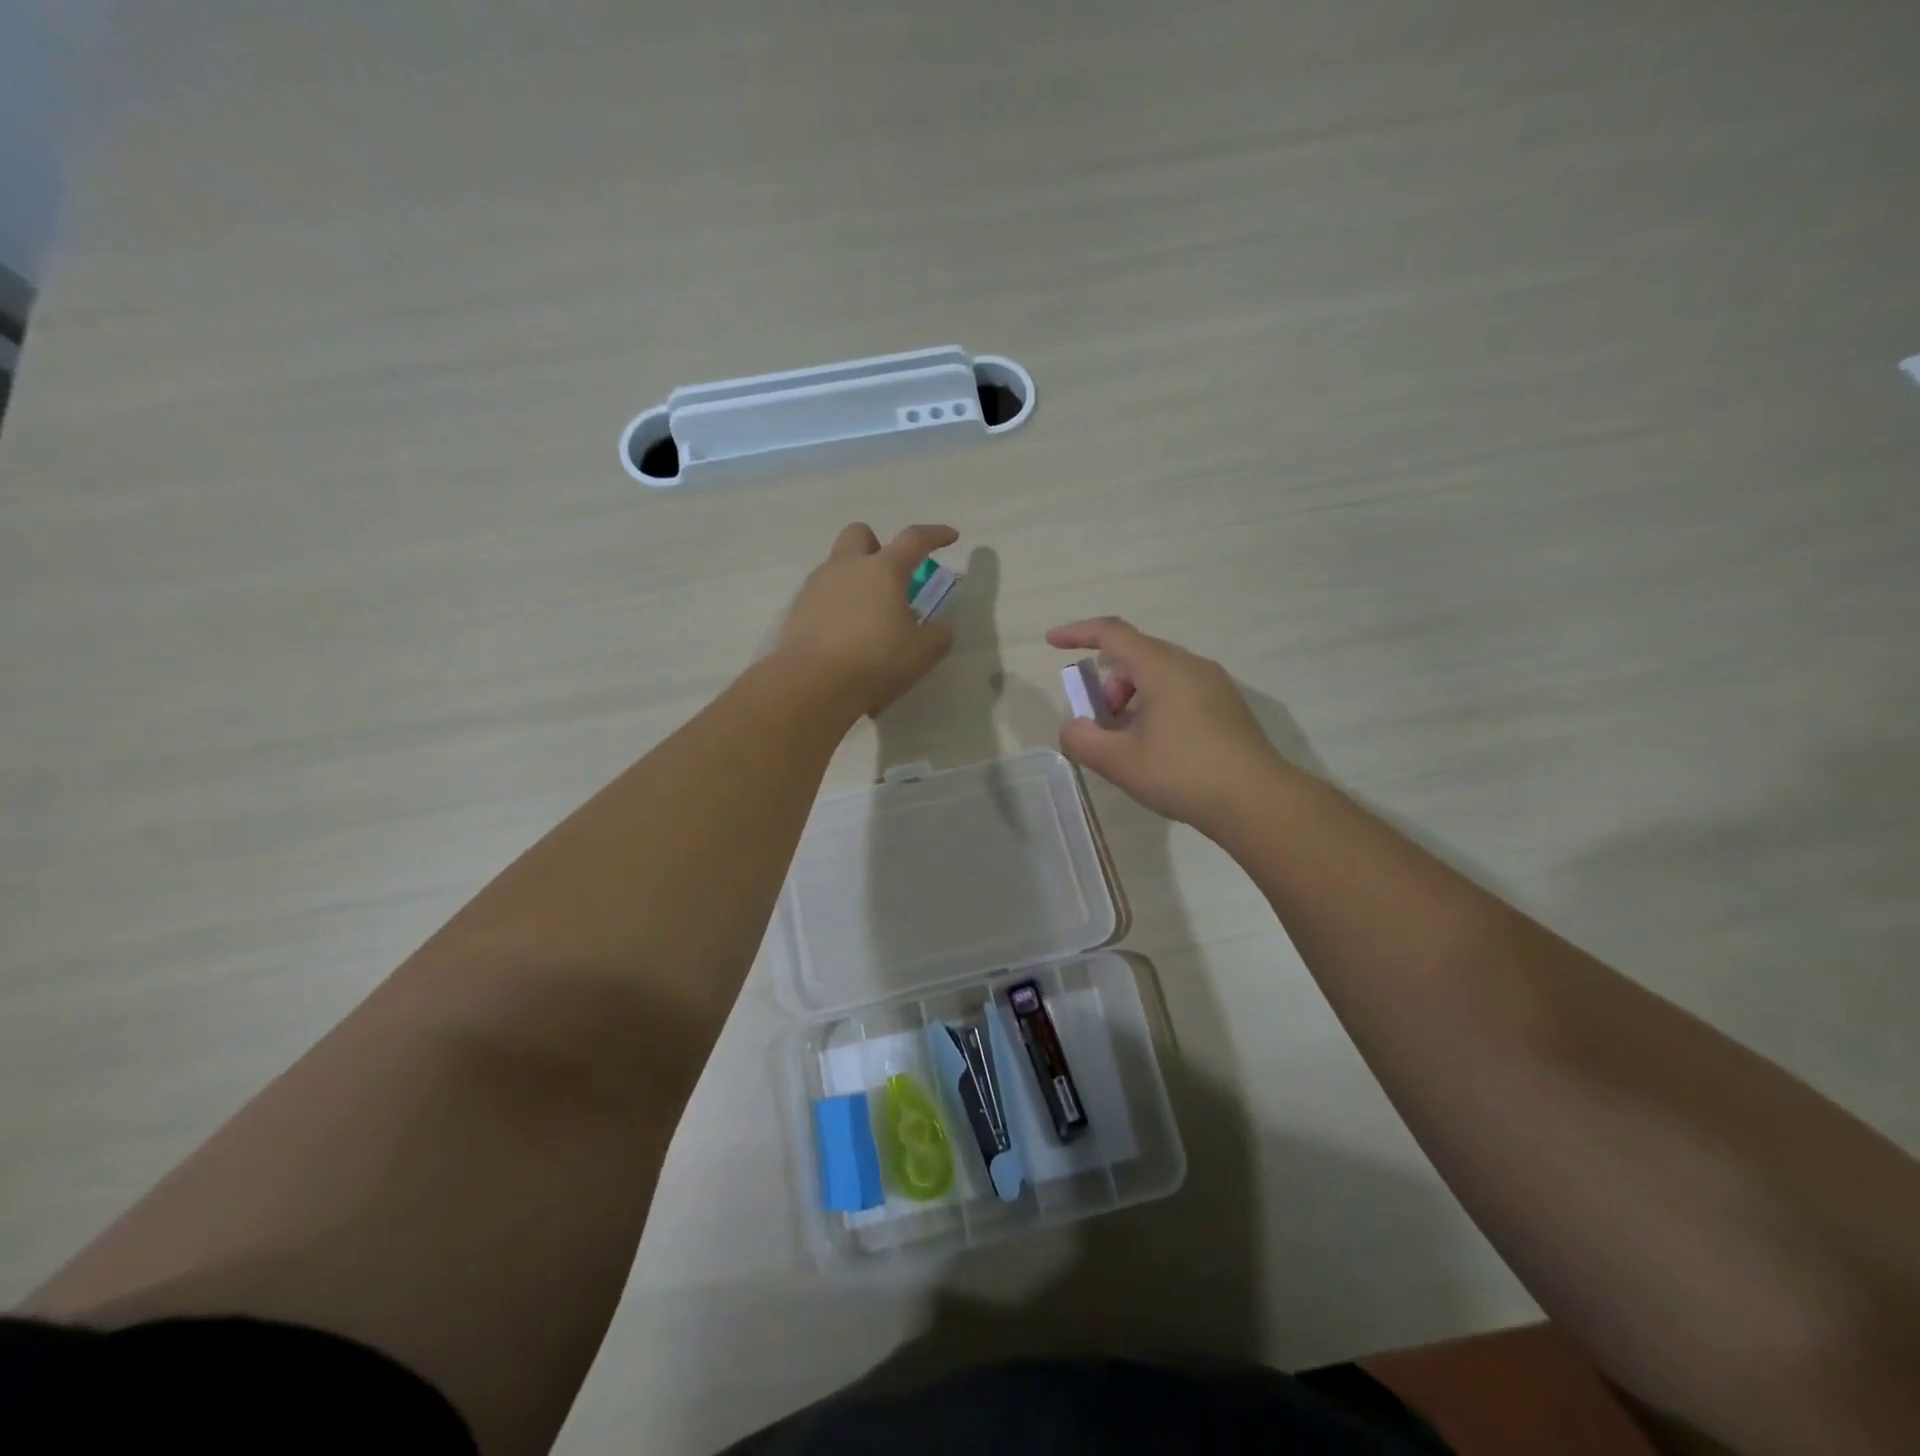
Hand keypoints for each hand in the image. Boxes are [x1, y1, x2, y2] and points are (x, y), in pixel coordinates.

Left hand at [776, 523, 958, 718]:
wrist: (813, 685)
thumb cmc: (876, 661)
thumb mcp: (922, 654)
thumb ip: (937, 637)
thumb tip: (938, 631)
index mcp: (883, 570)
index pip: (914, 540)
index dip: (935, 535)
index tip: (950, 536)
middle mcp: (846, 568)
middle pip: (859, 535)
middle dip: (877, 546)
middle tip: (890, 577)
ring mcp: (816, 587)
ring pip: (836, 566)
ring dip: (854, 580)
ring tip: (868, 616)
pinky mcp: (796, 611)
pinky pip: (820, 596)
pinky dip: (835, 607)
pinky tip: (844, 637)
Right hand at [1046, 617, 1287, 831]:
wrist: (1257, 802)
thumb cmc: (1184, 774)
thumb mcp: (1120, 762)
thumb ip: (1083, 740)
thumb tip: (1075, 729)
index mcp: (1163, 668)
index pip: (1112, 633)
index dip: (1077, 633)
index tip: (1051, 642)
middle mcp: (1190, 665)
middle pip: (1135, 656)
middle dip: (1107, 683)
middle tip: (1099, 722)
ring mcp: (1213, 684)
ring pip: (1158, 675)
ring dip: (1130, 698)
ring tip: (1127, 741)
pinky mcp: (1226, 706)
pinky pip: (1179, 690)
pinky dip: (1154, 706)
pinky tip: (1156, 746)